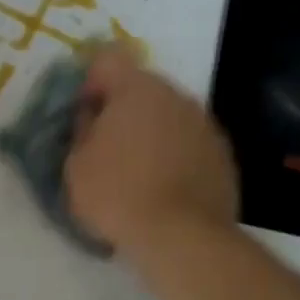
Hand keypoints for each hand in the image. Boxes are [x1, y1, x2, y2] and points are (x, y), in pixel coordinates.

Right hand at [65, 47, 238, 255]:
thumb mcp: (76, 163)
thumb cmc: (118, 194)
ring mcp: (204, 124)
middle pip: (141, 87)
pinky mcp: (223, 154)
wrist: (183, 238)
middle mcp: (176, 95)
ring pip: (167, 114)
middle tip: (105, 144)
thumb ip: (82, 129)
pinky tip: (162, 186)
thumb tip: (92, 116)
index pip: (107, 60)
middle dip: (122, 108)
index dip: (90, 82)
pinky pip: (188, 142)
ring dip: (150, 131)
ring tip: (136, 170)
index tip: (83, 113)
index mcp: (136, 88)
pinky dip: (174, 154)